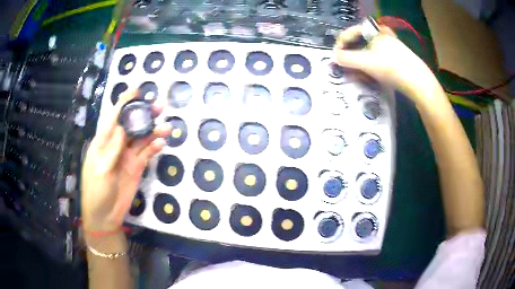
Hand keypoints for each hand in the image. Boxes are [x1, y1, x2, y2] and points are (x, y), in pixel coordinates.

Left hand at [81, 91, 170, 234]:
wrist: (104, 215)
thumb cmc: (96, 192)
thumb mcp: (100, 170)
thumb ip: (111, 149)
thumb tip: (122, 127)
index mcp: (103, 142)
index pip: (114, 117)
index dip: (124, 103)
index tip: (137, 91)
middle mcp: (116, 145)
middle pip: (131, 124)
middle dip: (144, 114)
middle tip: (159, 106)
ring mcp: (127, 156)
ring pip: (142, 138)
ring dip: (153, 131)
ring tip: (167, 127)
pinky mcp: (136, 168)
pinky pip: (146, 154)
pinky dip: (154, 148)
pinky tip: (161, 144)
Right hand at [334, 24, 437, 101]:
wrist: (419, 82)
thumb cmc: (391, 68)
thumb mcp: (366, 63)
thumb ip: (346, 58)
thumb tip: (334, 57)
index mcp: (374, 30)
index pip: (349, 33)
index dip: (340, 45)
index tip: (336, 59)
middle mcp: (382, 34)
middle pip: (359, 42)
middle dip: (351, 54)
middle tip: (347, 66)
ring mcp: (390, 44)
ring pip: (368, 50)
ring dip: (360, 61)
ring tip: (358, 72)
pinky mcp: (396, 55)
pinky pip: (377, 57)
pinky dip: (371, 64)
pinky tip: (371, 73)